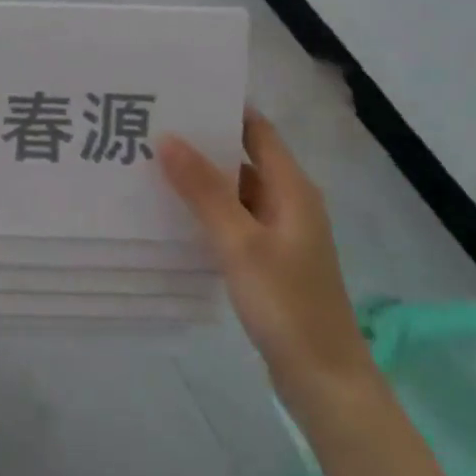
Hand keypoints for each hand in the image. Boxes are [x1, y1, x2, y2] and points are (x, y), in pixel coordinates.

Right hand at [158, 109, 376, 420]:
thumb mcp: (239, 243)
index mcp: (292, 188)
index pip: (256, 130)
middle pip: (243, 158)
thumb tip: (168, 138)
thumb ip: (204, 190)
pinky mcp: (269, 259)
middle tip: (151, 128)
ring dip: (201, 179)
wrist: (324, 380)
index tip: (177, 96)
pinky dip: (207, 211)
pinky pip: (234, 220)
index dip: (222, 109)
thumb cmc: (286, 304)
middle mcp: (288, 202)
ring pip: (235, 191)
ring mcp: (279, 232)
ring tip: (151, 164)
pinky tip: (172, 213)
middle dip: (202, 143)